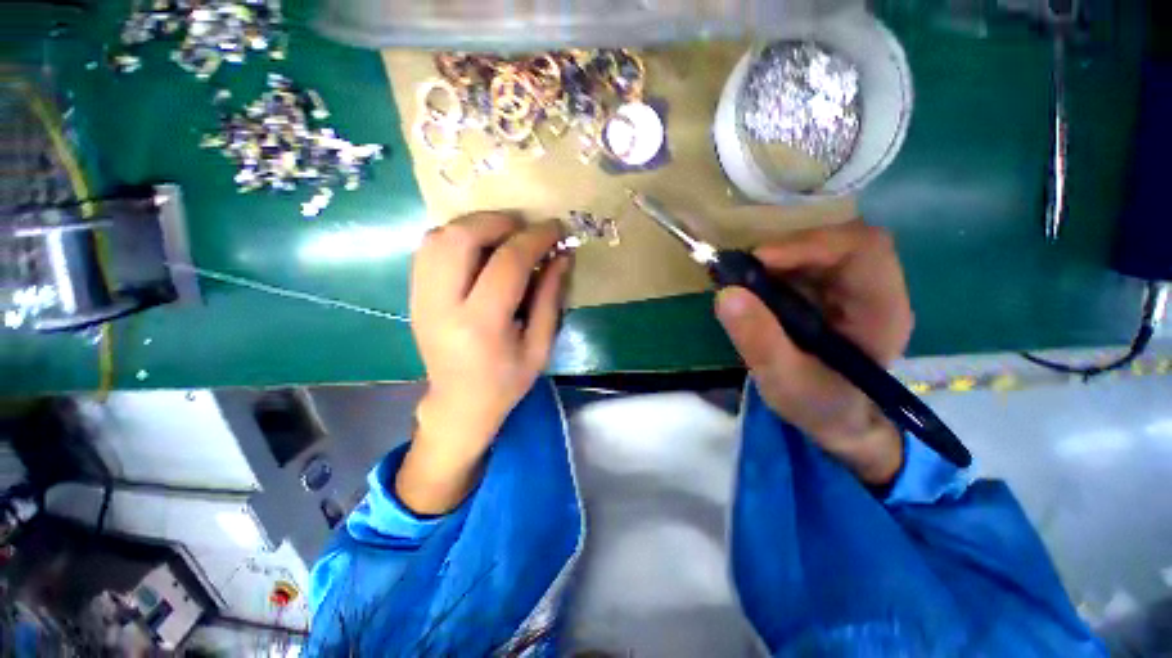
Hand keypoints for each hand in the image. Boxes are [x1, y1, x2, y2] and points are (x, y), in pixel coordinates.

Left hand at [397, 213, 569, 514]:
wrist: (459, 403)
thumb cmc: (506, 381)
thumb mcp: (540, 346)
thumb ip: (550, 297)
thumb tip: (561, 255)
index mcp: (481, 325)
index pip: (507, 263)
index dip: (535, 238)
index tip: (555, 228)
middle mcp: (442, 306)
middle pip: (461, 238)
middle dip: (499, 221)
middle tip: (526, 228)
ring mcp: (420, 298)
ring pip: (439, 236)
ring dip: (476, 225)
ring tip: (504, 235)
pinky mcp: (413, 295)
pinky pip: (429, 248)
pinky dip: (456, 236)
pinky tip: (479, 248)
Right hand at [715, 221, 912, 485]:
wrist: (836, 419)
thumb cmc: (819, 406)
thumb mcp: (783, 381)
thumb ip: (758, 340)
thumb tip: (726, 294)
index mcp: (881, 312)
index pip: (863, 251)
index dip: (811, 244)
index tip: (759, 261)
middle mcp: (875, 290)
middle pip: (841, 240)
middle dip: (789, 249)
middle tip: (743, 270)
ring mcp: (854, 288)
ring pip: (821, 246)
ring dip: (779, 257)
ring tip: (743, 279)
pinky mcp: (832, 291)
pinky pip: (806, 262)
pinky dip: (776, 267)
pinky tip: (755, 286)